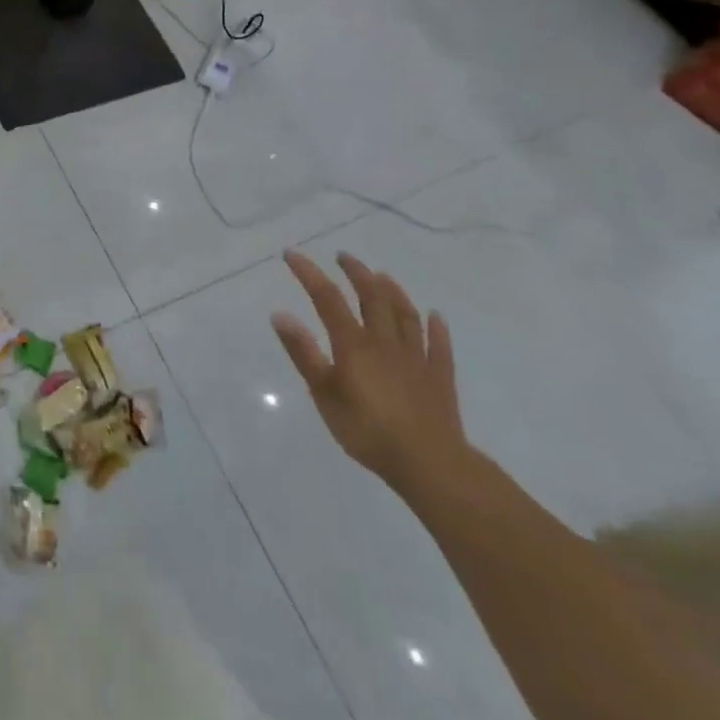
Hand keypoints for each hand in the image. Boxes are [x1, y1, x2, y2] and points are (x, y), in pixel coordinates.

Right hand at [271, 251, 467, 498]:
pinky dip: (436, 328)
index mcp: (354, 344)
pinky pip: (439, 346)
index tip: (291, 254)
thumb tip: (279, 313)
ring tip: (382, 275)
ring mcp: (416, 358)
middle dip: (356, 272)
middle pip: (372, 297)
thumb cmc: (368, 430)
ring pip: (405, 315)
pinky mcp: (439, 378)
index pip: (327, 298)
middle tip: (343, 257)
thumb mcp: (324, 394)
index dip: (308, 273)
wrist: (430, 464)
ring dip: (393, 291)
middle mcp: (385, 342)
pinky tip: (436, 317)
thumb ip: (303, 353)